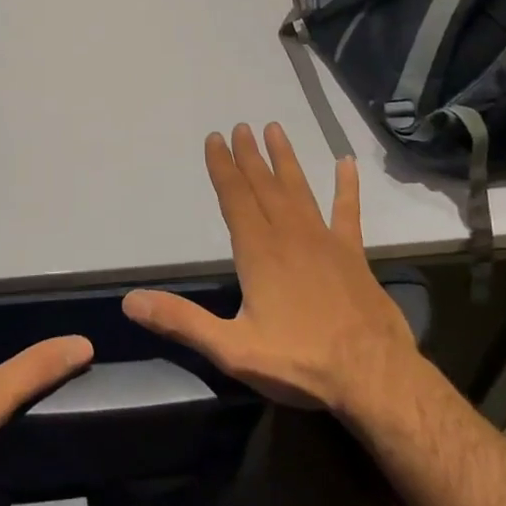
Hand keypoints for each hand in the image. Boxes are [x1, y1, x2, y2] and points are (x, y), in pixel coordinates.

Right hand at [123, 123, 417, 412]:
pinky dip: (347, 187)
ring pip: (299, 190)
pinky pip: (348, 212)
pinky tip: (347, 163)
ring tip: (275, 130)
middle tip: (240, 127)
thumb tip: (130, 301)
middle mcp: (290, 236)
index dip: (222, 168)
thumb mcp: (231, 349)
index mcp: (259, 252)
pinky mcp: (353, 255)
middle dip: (249, 156)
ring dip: (285, 160)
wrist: (374, 379)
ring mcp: (325, 242)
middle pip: (264, 186)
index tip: (215, 138)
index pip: (235, 198)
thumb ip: (182, 321)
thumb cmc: (300, 362)